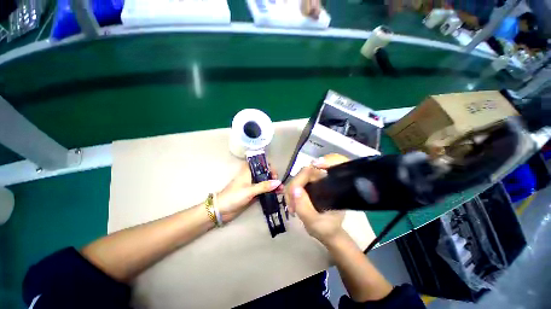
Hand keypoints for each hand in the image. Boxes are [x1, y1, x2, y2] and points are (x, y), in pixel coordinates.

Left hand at [217, 163, 281, 222]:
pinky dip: (270, 191)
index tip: (273, 172)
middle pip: (264, 172)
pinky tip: (277, 193)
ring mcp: (253, 185)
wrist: (222, 210)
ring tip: (281, 189)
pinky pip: (264, 190)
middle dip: (273, 176)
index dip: (268, 166)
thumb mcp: (249, 190)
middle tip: (277, 182)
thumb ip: (264, 186)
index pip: (260, 163)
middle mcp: (251, 176)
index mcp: (248, 171)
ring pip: (265, 181)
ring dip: (273, 184)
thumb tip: (278, 182)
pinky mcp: (253, 193)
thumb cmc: (234, 196)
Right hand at [285, 154, 349, 243]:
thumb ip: (304, 207)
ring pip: (298, 177)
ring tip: (291, 207)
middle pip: (304, 172)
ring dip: (291, 191)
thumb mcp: (315, 223)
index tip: (295, 189)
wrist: (329, 232)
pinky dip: (291, 192)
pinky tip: (292, 203)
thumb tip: (294, 189)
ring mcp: (316, 181)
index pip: (317, 169)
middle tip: (291, 205)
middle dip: (294, 187)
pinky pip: (296, 183)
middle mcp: (324, 178)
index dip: (305, 172)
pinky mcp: (309, 185)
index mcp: (332, 185)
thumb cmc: (327, 229)